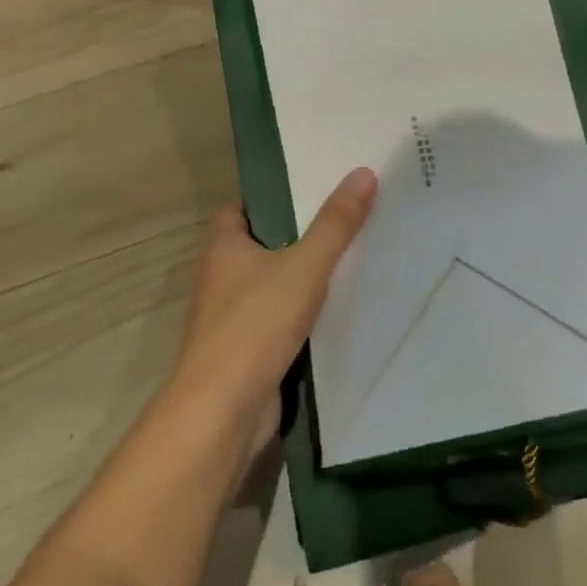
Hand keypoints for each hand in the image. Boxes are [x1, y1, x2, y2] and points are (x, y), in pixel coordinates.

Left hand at [170, 168, 377, 441]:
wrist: (223, 413)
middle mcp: (223, 277)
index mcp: (224, 246)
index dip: (274, 195)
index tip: (314, 186)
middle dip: (300, 233)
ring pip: (275, 284)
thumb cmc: (255, 326)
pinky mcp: (250, 351)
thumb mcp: (303, 266)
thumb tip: (363, 172)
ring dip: (306, 276)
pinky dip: (307, 313)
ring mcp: (234, 317)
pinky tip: (343, 307)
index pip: (244, 207)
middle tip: (348, 215)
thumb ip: (335, 224)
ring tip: (355, 253)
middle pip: (264, 243)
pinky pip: (283, 319)